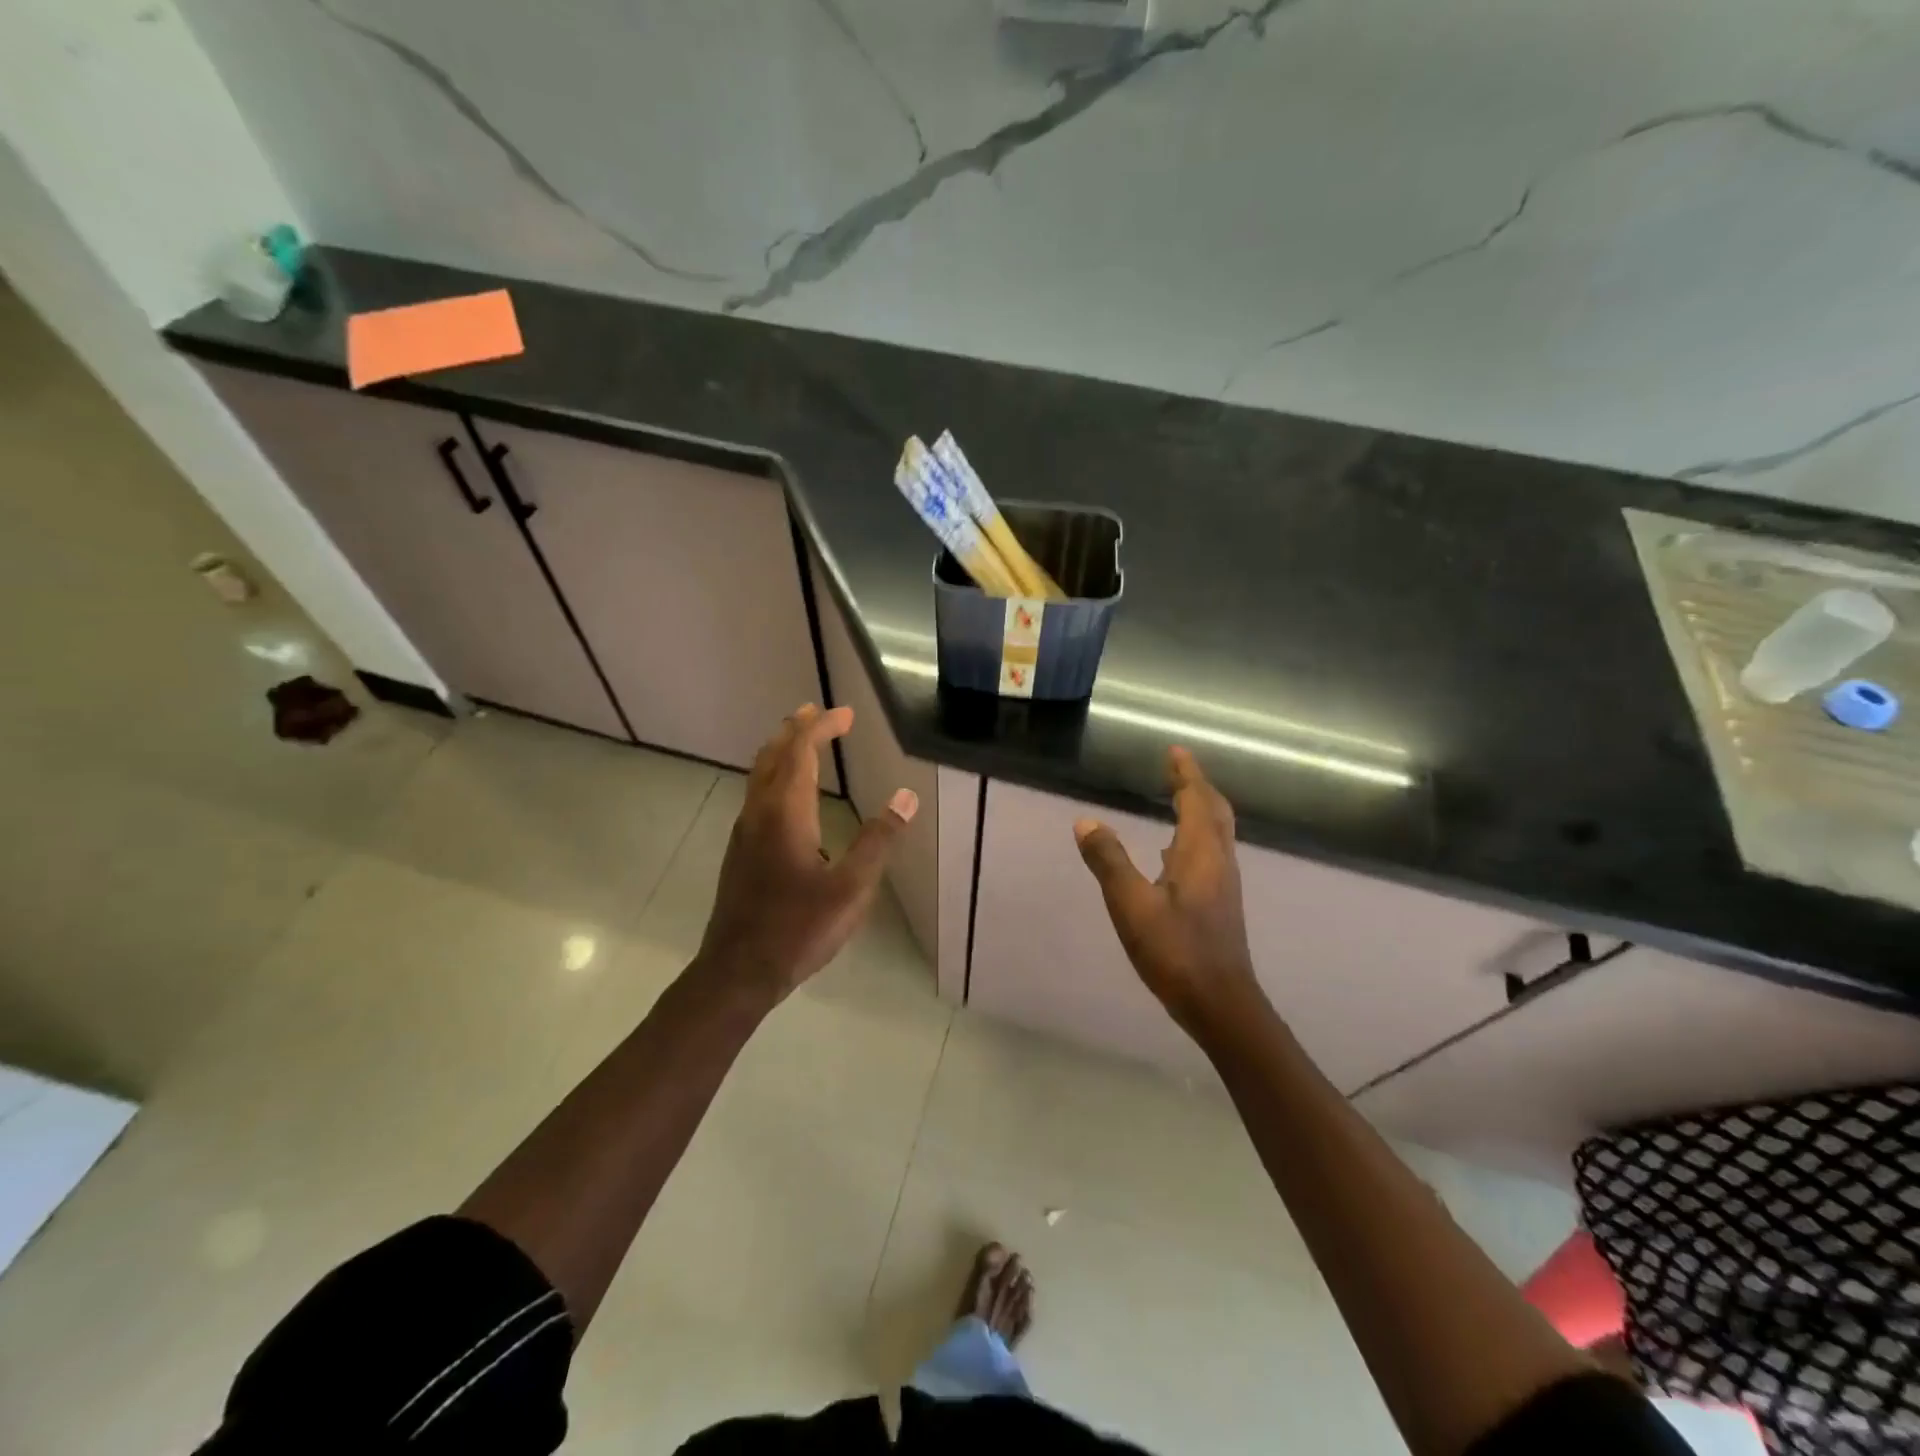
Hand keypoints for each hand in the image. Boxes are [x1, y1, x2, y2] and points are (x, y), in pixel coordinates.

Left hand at [696, 704, 916, 1002]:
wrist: (738, 971)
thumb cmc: (798, 929)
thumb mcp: (850, 889)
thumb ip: (878, 841)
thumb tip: (905, 797)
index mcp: (785, 814)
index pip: (800, 752)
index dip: (822, 728)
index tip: (846, 714)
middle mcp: (759, 814)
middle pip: (773, 756)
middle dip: (796, 729)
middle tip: (818, 712)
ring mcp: (744, 833)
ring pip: (759, 775)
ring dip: (782, 750)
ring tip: (802, 740)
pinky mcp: (740, 852)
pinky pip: (757, 795)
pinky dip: (775, 775)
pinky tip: (789, 796)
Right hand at [1073, 746, 1261, 1033]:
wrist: (1220, 1003)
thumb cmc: (1176, 951)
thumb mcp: (1132, 905)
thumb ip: (1109, 862)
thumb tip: (1086, 822)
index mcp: (1200, 853)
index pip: (1197, 799)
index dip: (1186, 773)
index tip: (1174, 750)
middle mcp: (1218, 861)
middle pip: (1214, 811)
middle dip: (1197, 786)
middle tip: (1176, 768)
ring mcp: (1223, 884)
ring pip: (1215, 833)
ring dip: (1199, 809)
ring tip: (1176, 799)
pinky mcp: (1219, 903)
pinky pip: (1209, 853)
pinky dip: (1194, 836)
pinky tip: (1171, 853)